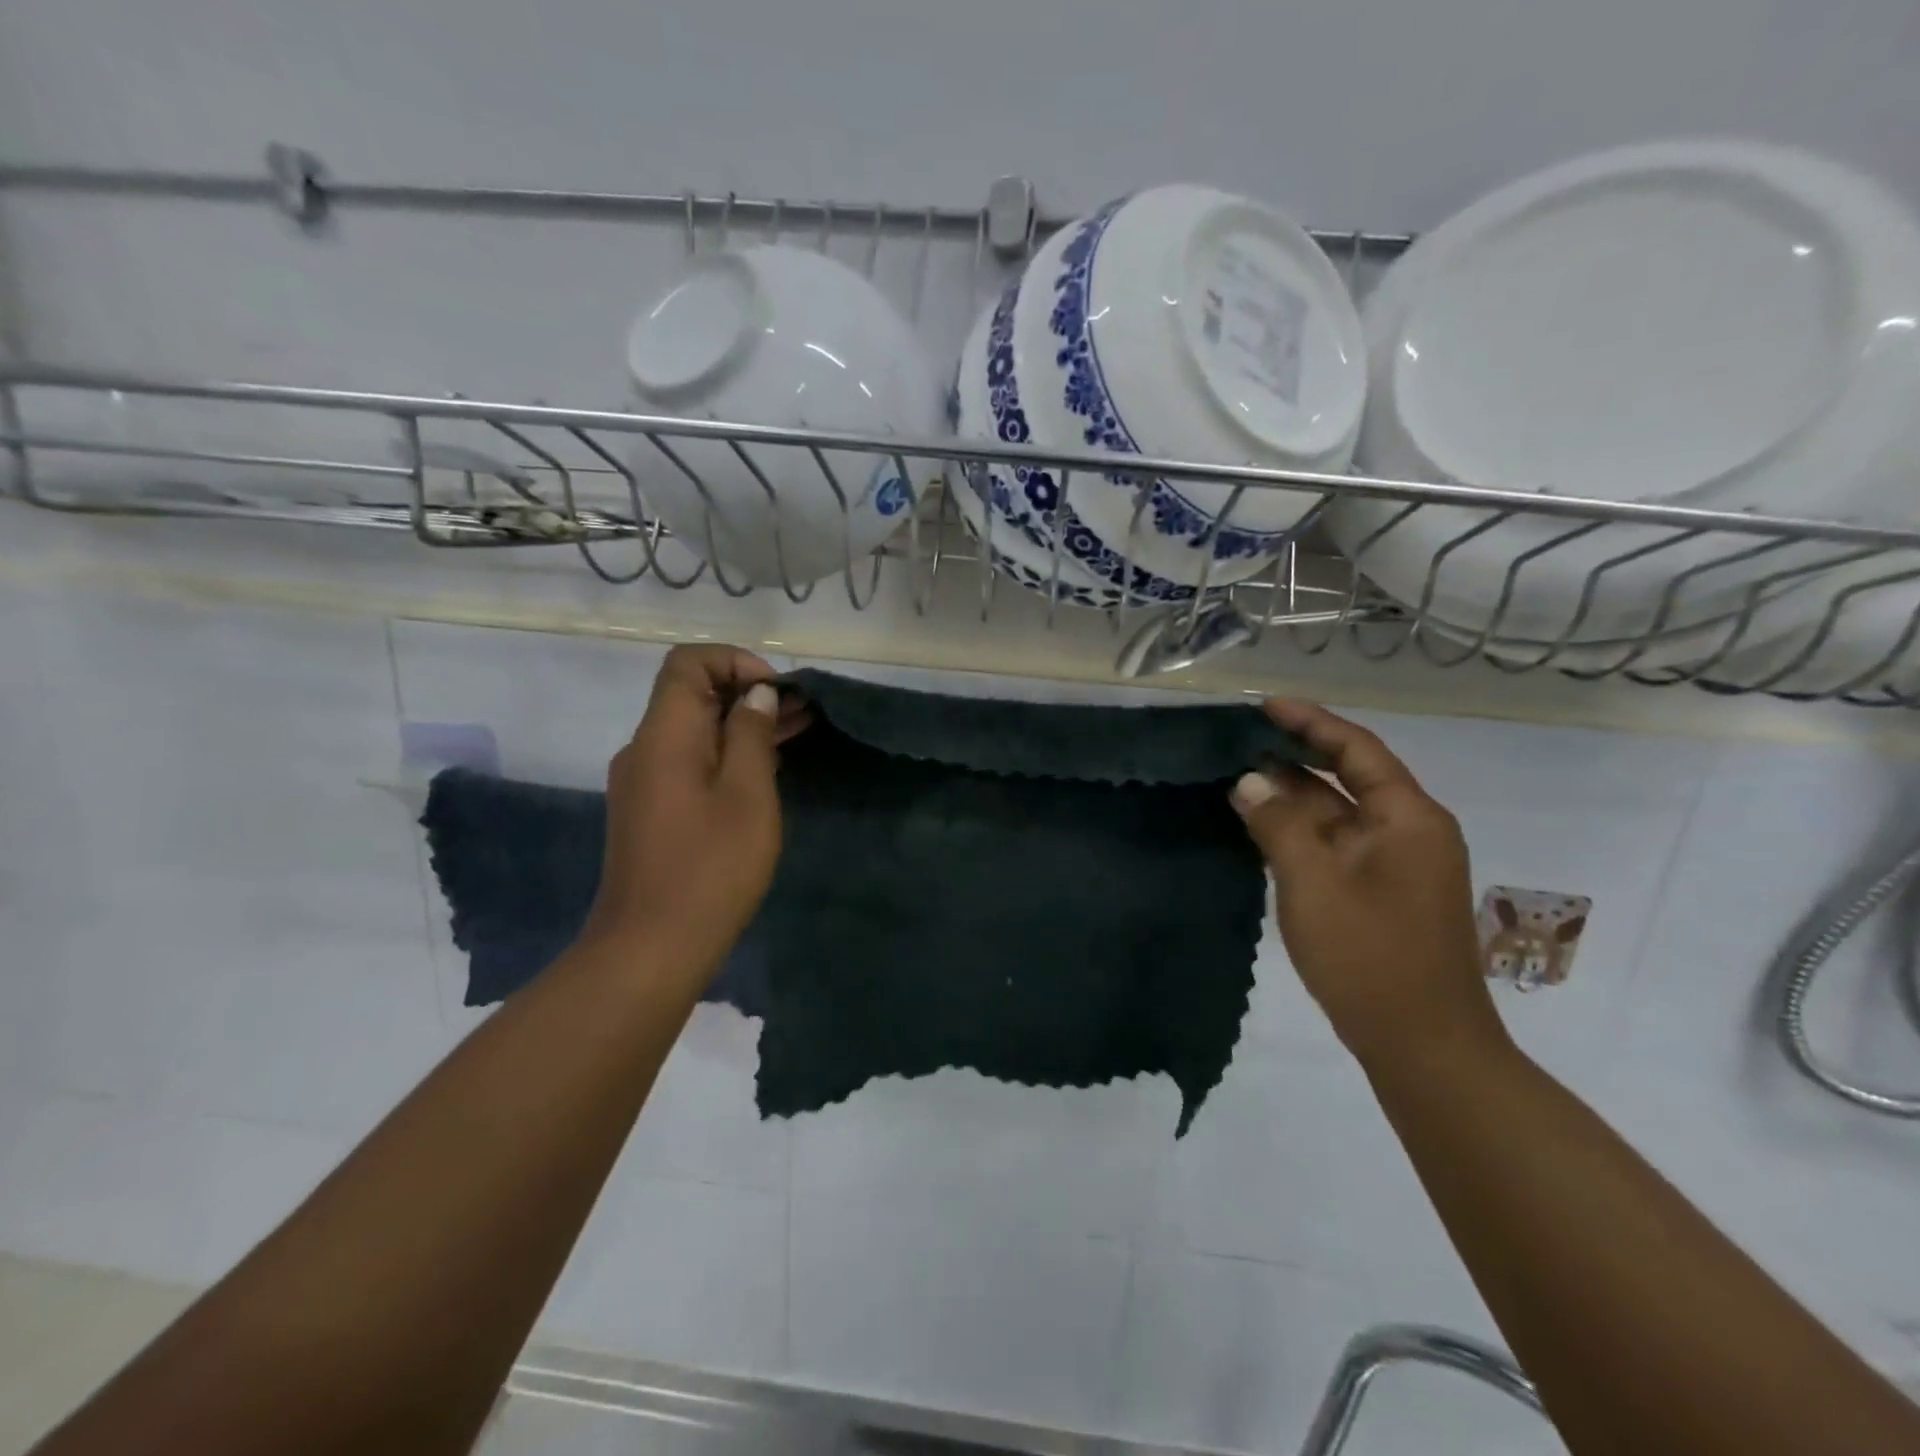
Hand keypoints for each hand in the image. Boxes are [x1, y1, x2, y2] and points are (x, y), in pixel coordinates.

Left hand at [582, 645, 807, 981]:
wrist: (651, 947)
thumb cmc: (709, 867)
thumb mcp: (747, 795)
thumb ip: (751, 735)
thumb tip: (756, 695)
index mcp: (664, 735)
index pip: (687, 663)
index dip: (734, 660)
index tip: (776, 689)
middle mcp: (645, 749)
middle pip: (690, 695)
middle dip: (746, 691)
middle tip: (802, 710)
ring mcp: (644, 782)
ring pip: (694, 731)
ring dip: (741, 724)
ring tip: (797, 729)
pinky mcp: (651, 811)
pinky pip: (690, 762)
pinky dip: (727, 753)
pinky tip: (767, 767)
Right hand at [1230, 700, 1506, 1070]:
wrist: (1423, 1046)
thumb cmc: (1370, 957)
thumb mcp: (1312, 883)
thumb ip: (1278, 823)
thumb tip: (1249, 780)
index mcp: (1408, 818)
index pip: (1356, 749)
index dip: (1310, 722)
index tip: (1264, 705)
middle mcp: (1410, 832)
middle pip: (1349, 776)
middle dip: (1296, 756)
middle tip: (1240, 740)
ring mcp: (1397, 865)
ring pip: (1340, 813)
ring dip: (1294, 795)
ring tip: (1238, 776)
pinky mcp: (1382, 893)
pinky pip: (1337, 844)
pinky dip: (1300, 830)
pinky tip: (1261, 827)